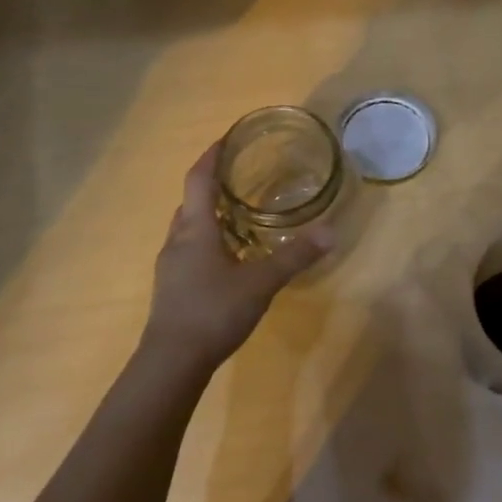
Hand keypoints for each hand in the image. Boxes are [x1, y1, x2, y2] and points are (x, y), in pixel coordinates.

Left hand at [141, 143, 333, 372]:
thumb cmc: (213, 312)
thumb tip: (330, 232)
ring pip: (189, 227)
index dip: (212, 156)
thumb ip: (295, 257)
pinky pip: (189, 250)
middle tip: (241, 176)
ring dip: (209, 215)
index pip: (199, 179)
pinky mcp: (172, 287)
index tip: (227, 139)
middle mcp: (178, 240)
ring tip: (239, 214)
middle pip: (191, 201)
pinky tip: (230, 257)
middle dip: (212, 184)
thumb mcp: (261, 283)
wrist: (172, 362)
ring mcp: (171, 265)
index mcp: (196, 229)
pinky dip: (208, 241)